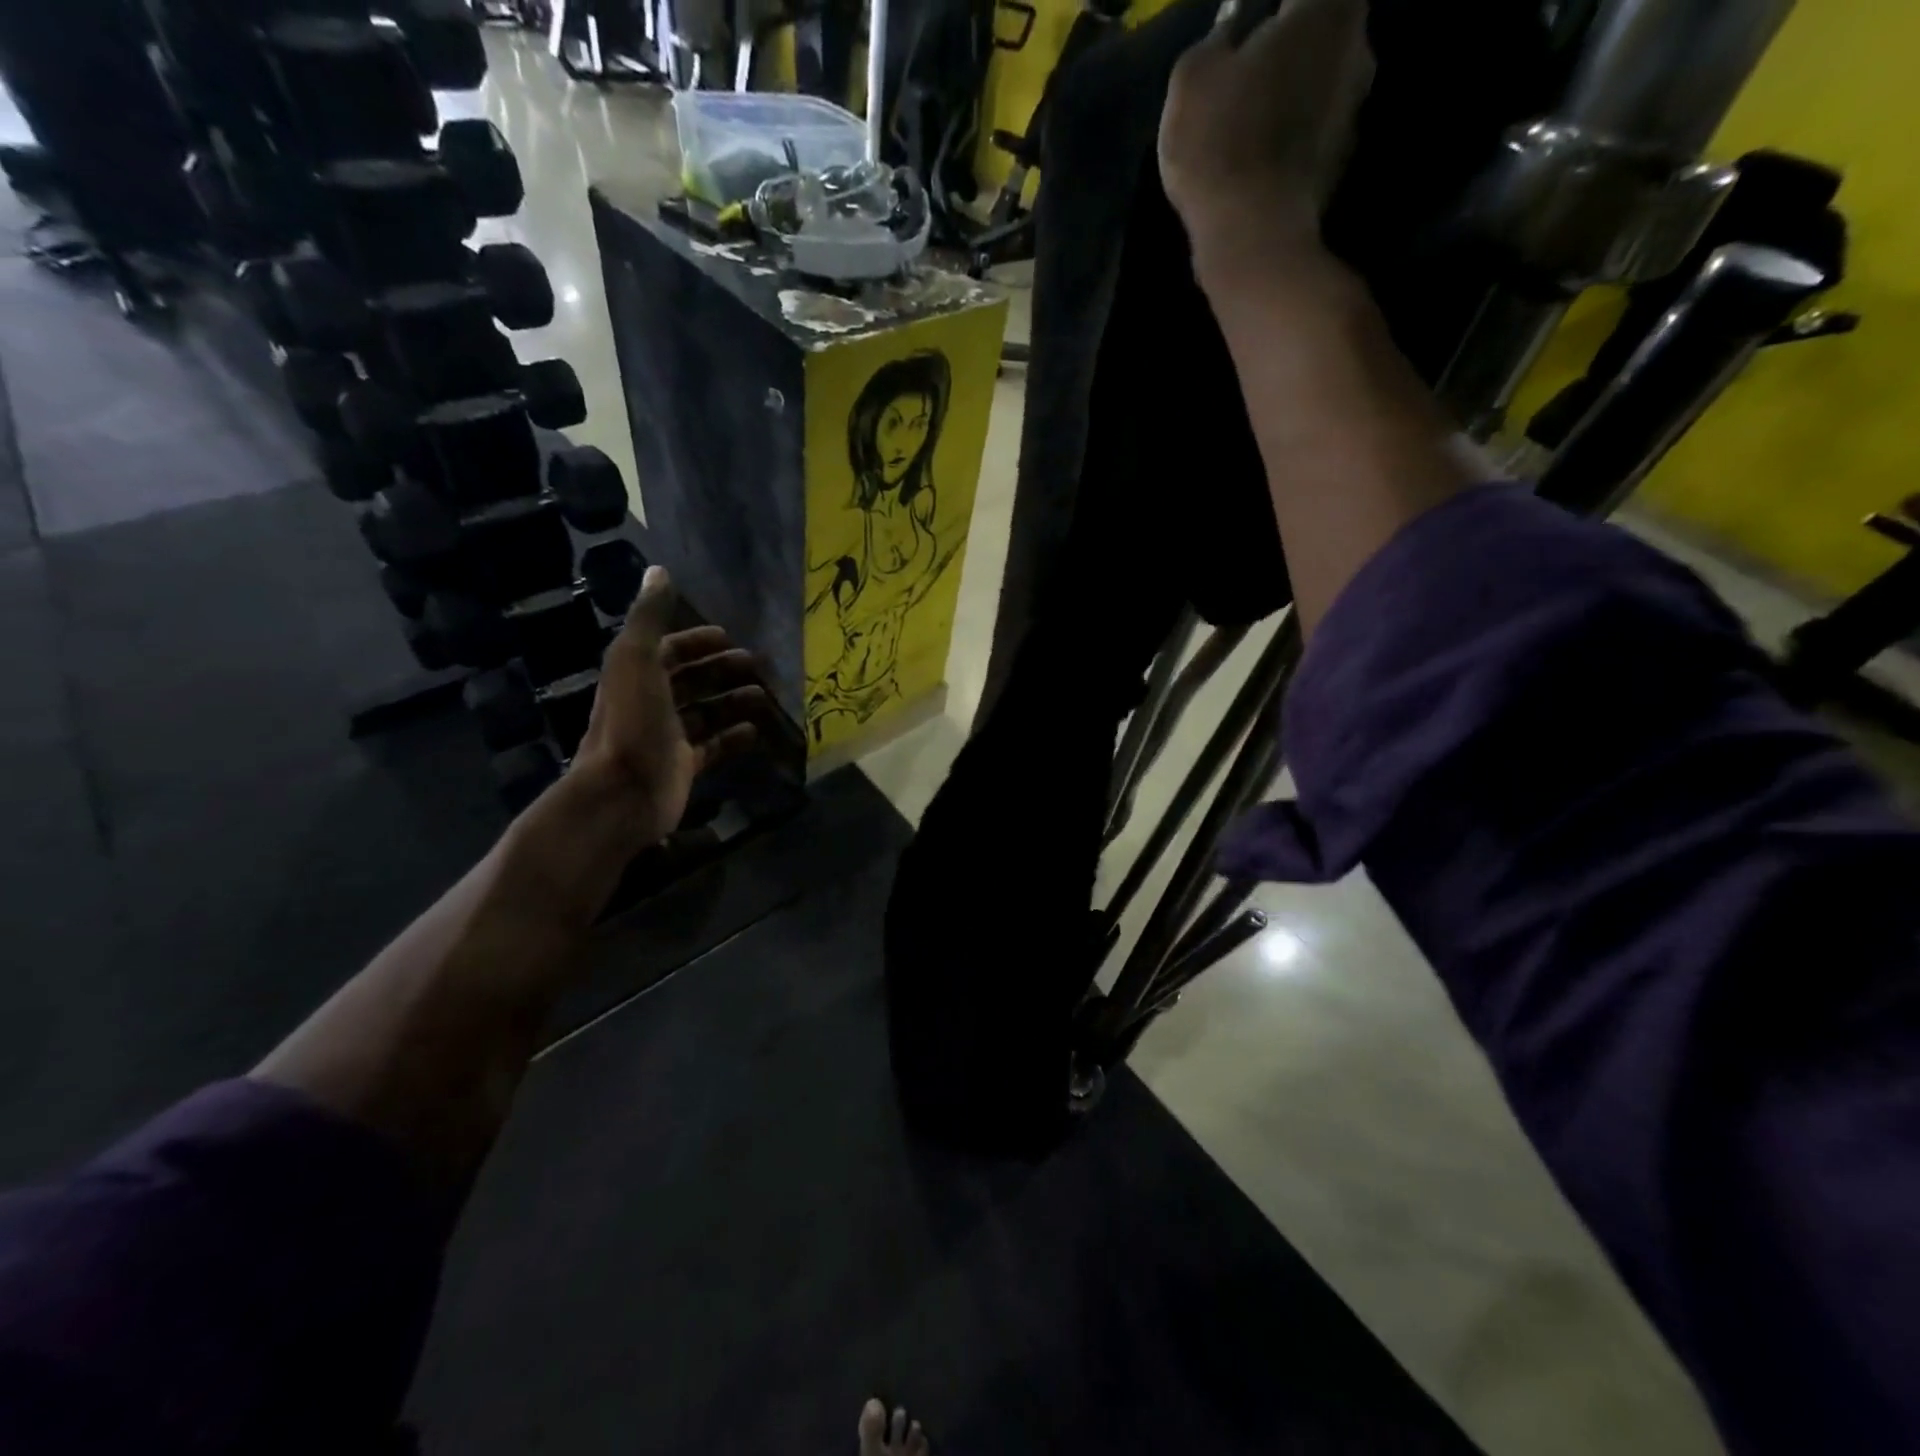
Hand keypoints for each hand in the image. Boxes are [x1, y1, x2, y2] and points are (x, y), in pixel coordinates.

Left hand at [568, 566, 765, 851]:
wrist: (623, 793)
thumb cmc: (633, 722)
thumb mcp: (637, 660)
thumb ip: (649, 618)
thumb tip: (659, 571)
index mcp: (636, 675)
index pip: (668, 650)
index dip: (696, 641)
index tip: (728, 636)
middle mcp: (650, 704)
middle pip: (690, 681)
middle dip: (721, 670)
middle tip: (758, 665)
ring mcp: (667, 737)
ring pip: (705, 713)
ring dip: (732, 702)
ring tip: (764, 696)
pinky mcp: (682, 766)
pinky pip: (713, 747)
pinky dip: (733, 737)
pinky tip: (755, 731)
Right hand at [1158, 0, 1373, 260]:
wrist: (1252, 236)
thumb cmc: (1220, 143)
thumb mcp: (1192, 77)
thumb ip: (1215, 42)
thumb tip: (1231, 36)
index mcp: (1328, 6)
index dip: (1266, 12)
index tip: (1242, 28)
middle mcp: (1359, 46)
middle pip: (1319, 30)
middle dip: (1286, 45)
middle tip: (1244, 71)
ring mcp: (1356, 109)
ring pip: (1318, 83)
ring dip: (1289, 94)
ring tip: (1247, 122)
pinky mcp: (1341, 162)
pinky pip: (1312, 134)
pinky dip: (1289, 139)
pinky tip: (1258, 160)